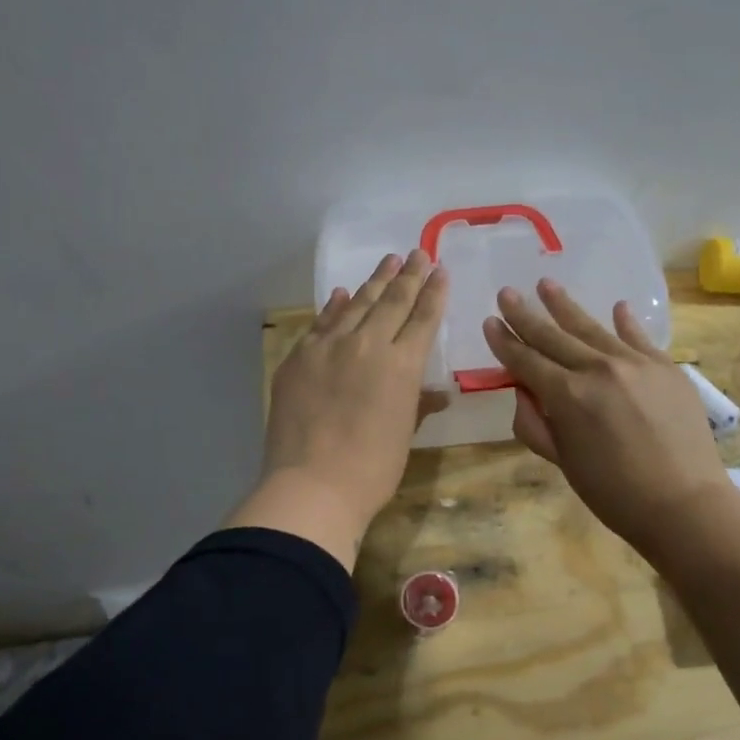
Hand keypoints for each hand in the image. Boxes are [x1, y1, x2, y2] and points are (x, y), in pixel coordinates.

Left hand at [228, 249, 448, 568]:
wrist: (313, 485)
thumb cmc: (372, 469)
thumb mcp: (404, 435)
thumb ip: (418, 404)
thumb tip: (438, 393)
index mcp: (402, 365)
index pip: (423, 318)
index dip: (434, 292)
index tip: (440, 270)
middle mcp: (367, 345)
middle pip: (392, 301)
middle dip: (408, 276)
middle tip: (418, 254)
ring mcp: (328, 347)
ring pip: (356, 304)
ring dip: (374, 282)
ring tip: (388, 262)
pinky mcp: (298, 358)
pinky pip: (321, 323)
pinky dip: (334, 307)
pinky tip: (341, 294)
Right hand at [483, 279, 731, 555]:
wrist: (685, 504)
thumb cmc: (614, 493)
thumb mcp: (563, 463)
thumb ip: (535, 425)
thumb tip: (523, 391)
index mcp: (567, 396)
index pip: (526, 360)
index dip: (505, 342)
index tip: (490, 321)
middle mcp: (598, 369)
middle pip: (553, 336)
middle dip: (526, 315)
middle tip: (507, 293)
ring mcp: (636, 363)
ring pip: (592, 328)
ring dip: (565, 305)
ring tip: (547, 283)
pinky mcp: (666, 367)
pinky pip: (639, 338)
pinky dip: (626, 322)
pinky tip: (616, 307)